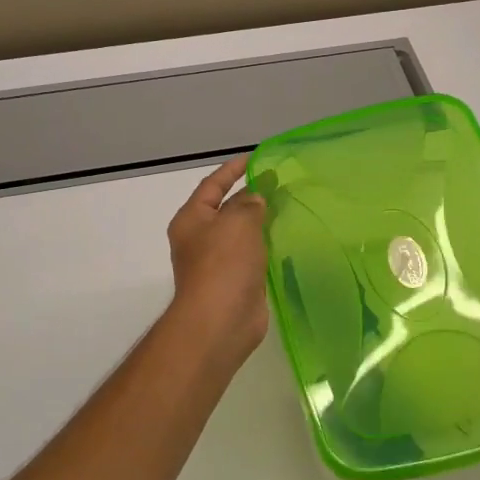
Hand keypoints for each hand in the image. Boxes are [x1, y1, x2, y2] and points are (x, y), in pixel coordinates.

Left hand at [164, 157, 268, 367]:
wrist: (221, 320)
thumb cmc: (223, 264)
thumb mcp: (237, 222)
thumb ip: (249, 204)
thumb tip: (255, 199)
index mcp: (192, 219)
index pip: (212, 185)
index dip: (233, 170)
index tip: (255, 158)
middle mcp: (201, 239)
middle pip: (226, 209)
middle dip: (250, 196)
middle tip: (280, 183)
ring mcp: (218, 262)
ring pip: (241, 233)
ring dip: (260, 221)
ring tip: (288, 206)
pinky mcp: (236, 281)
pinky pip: (252, 255)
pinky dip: (266, 245)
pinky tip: (287, 238)